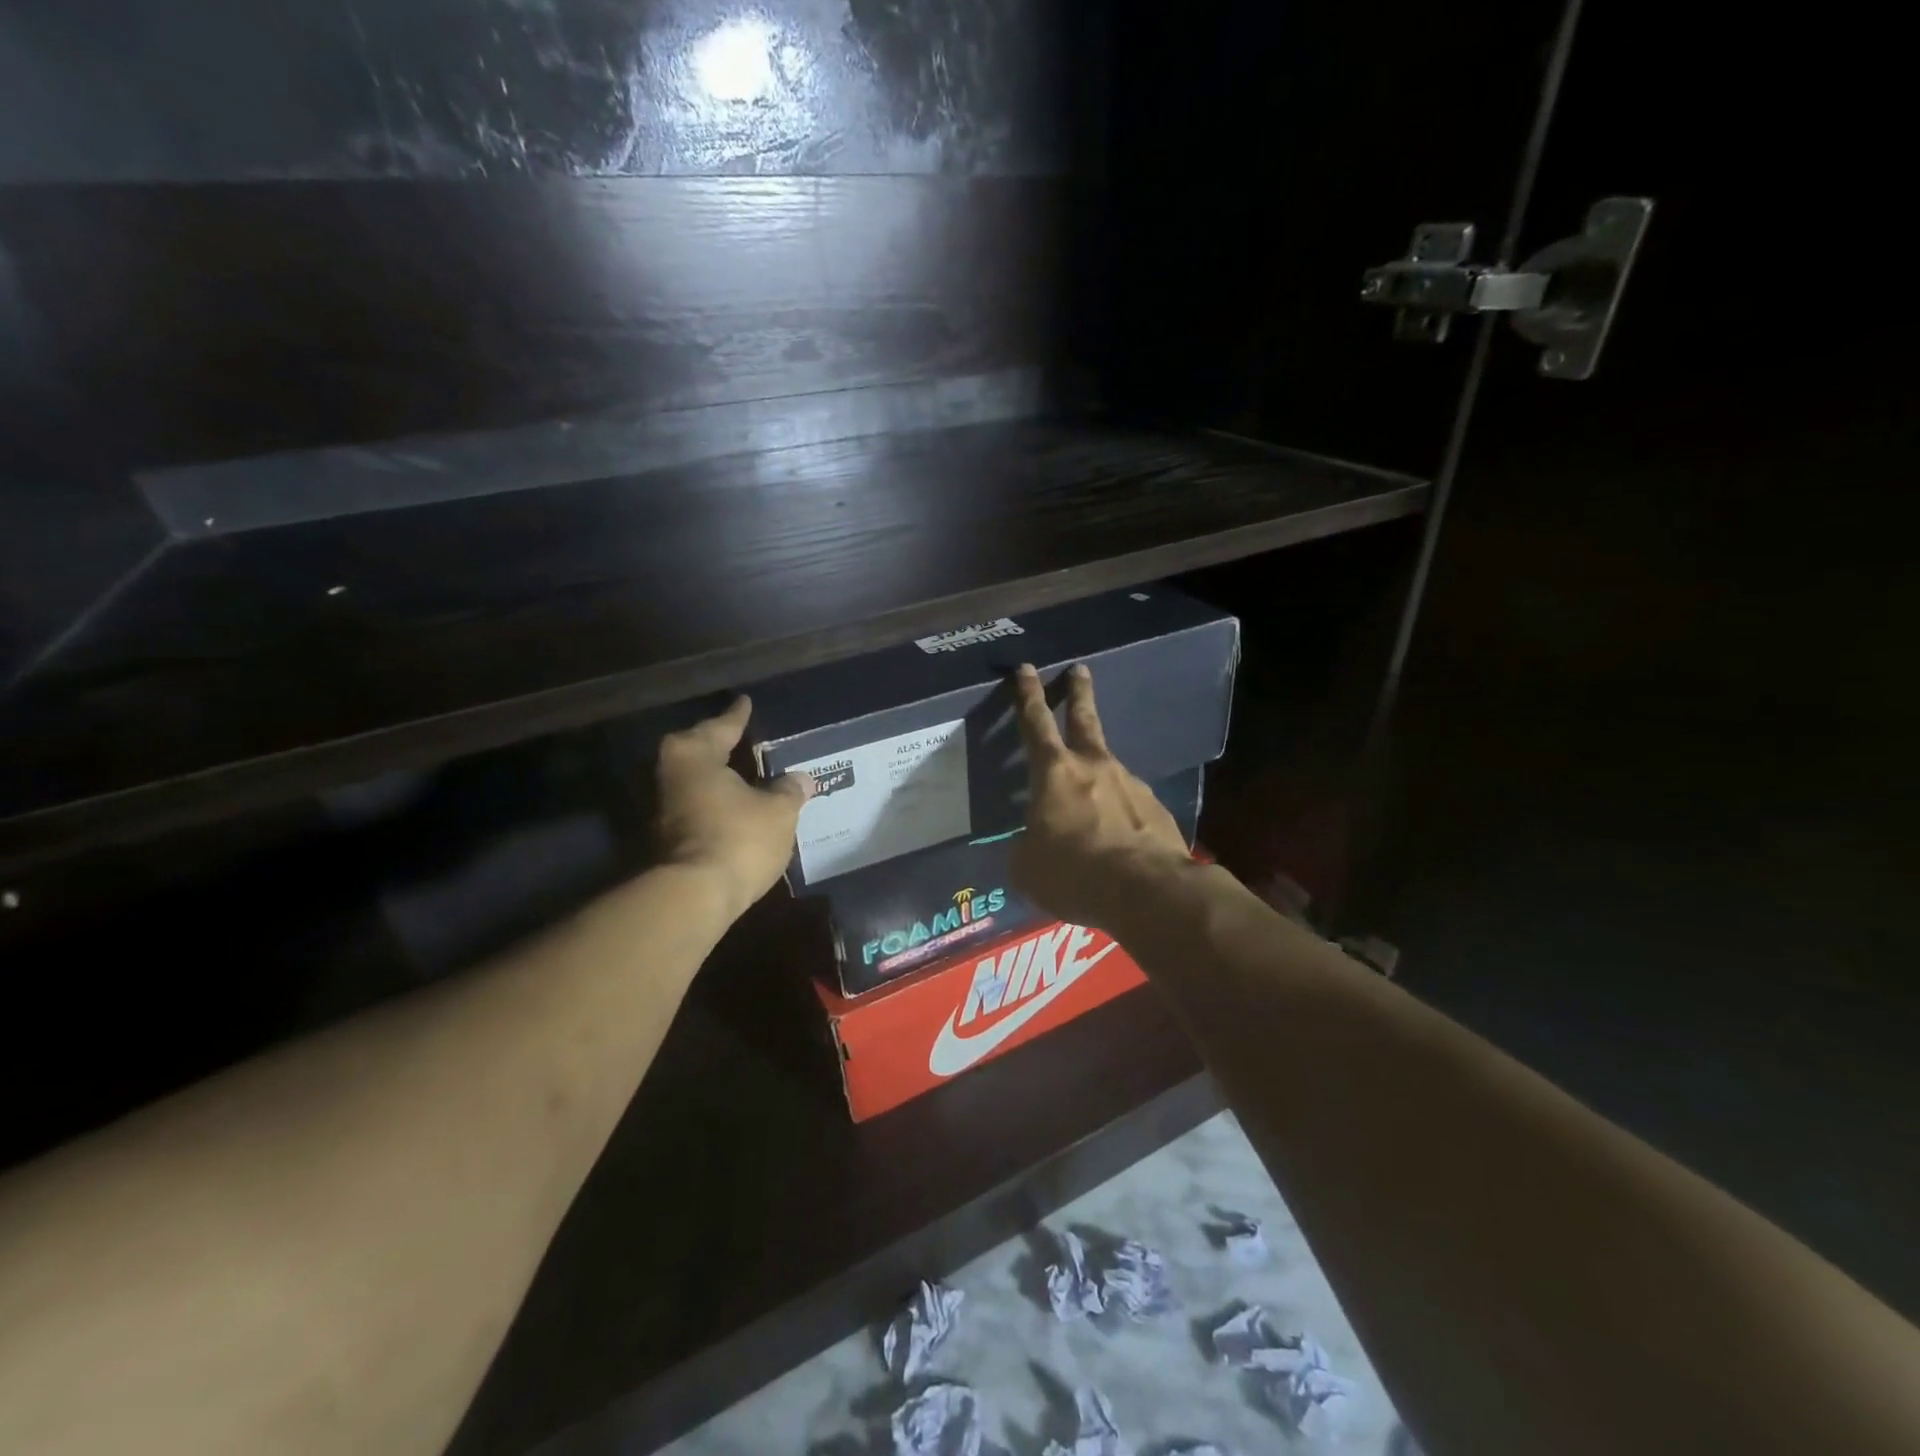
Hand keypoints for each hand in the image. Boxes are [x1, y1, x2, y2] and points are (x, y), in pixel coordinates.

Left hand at [655, 697, 813, 922]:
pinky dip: (715, 803)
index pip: (722, 726)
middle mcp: (670, 774)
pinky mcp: (665, 839)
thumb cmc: (738, 838)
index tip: (745, 702)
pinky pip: (697, 807)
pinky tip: (736, 807)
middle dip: (721, 745)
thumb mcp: (778, 811)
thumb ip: (789, 791)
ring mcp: (662, 809)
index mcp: (694, 754)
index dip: (738, 716)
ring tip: (745, 774)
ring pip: (696, 782)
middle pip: (700, 751)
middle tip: (743, 737)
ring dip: (718, 779)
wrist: (693, 897)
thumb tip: (800, 779)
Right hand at [1008, 663, 1193, 929]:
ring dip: (1099, 778)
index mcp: (1055, 773)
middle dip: (1078, 693)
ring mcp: (1131, 785)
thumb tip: (1035, 845)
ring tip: (1092, 814)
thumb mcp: (1027, 867)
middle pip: (1084, 719)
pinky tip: (1119, 843)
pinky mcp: (1157, 811)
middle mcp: (1095, 767)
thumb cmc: (1073, 873)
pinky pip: (1130, 807)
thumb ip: (1027, 847)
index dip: (1028, 695)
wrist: (1146, 892)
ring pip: (1109, 771)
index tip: (1027, 669)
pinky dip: (1120, 817)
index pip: (1035, 723)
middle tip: (1080, 670)